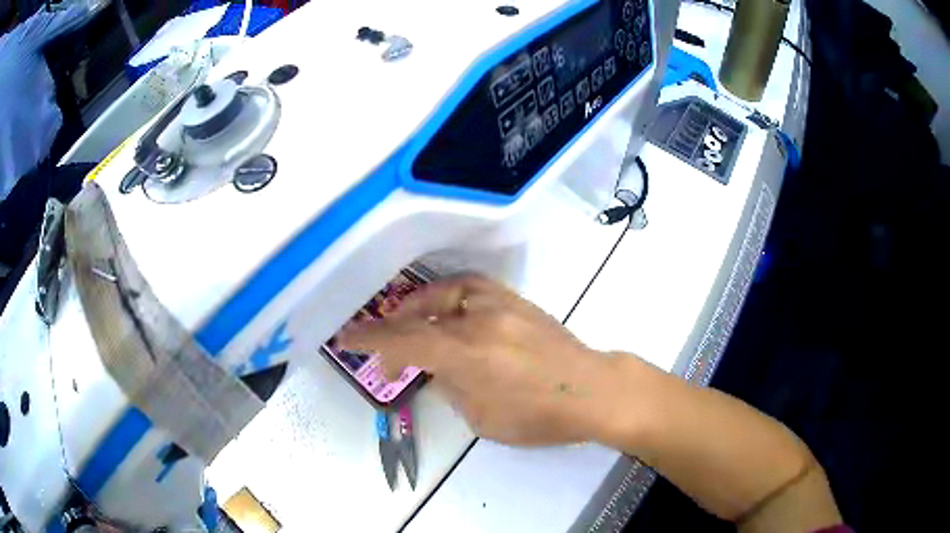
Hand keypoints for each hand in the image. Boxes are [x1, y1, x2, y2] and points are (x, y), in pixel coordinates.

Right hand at [338, 275, 617, 445]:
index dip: (369, 340)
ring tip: (409, 327)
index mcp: (467, 354)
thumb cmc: (538, 417)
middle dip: (392, 333)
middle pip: (419, 317)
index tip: (346, 340)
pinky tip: (447, 312)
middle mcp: (477, 320)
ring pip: (442, 293)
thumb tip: (435, 370)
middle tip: (387, 359)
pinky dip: (447, 298)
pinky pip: (470, 289)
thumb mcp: (484, 418)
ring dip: (417, 309)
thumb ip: (451, 388)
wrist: (591, 390)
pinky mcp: (515, 301)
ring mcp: (499, 305)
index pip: (404, 342)